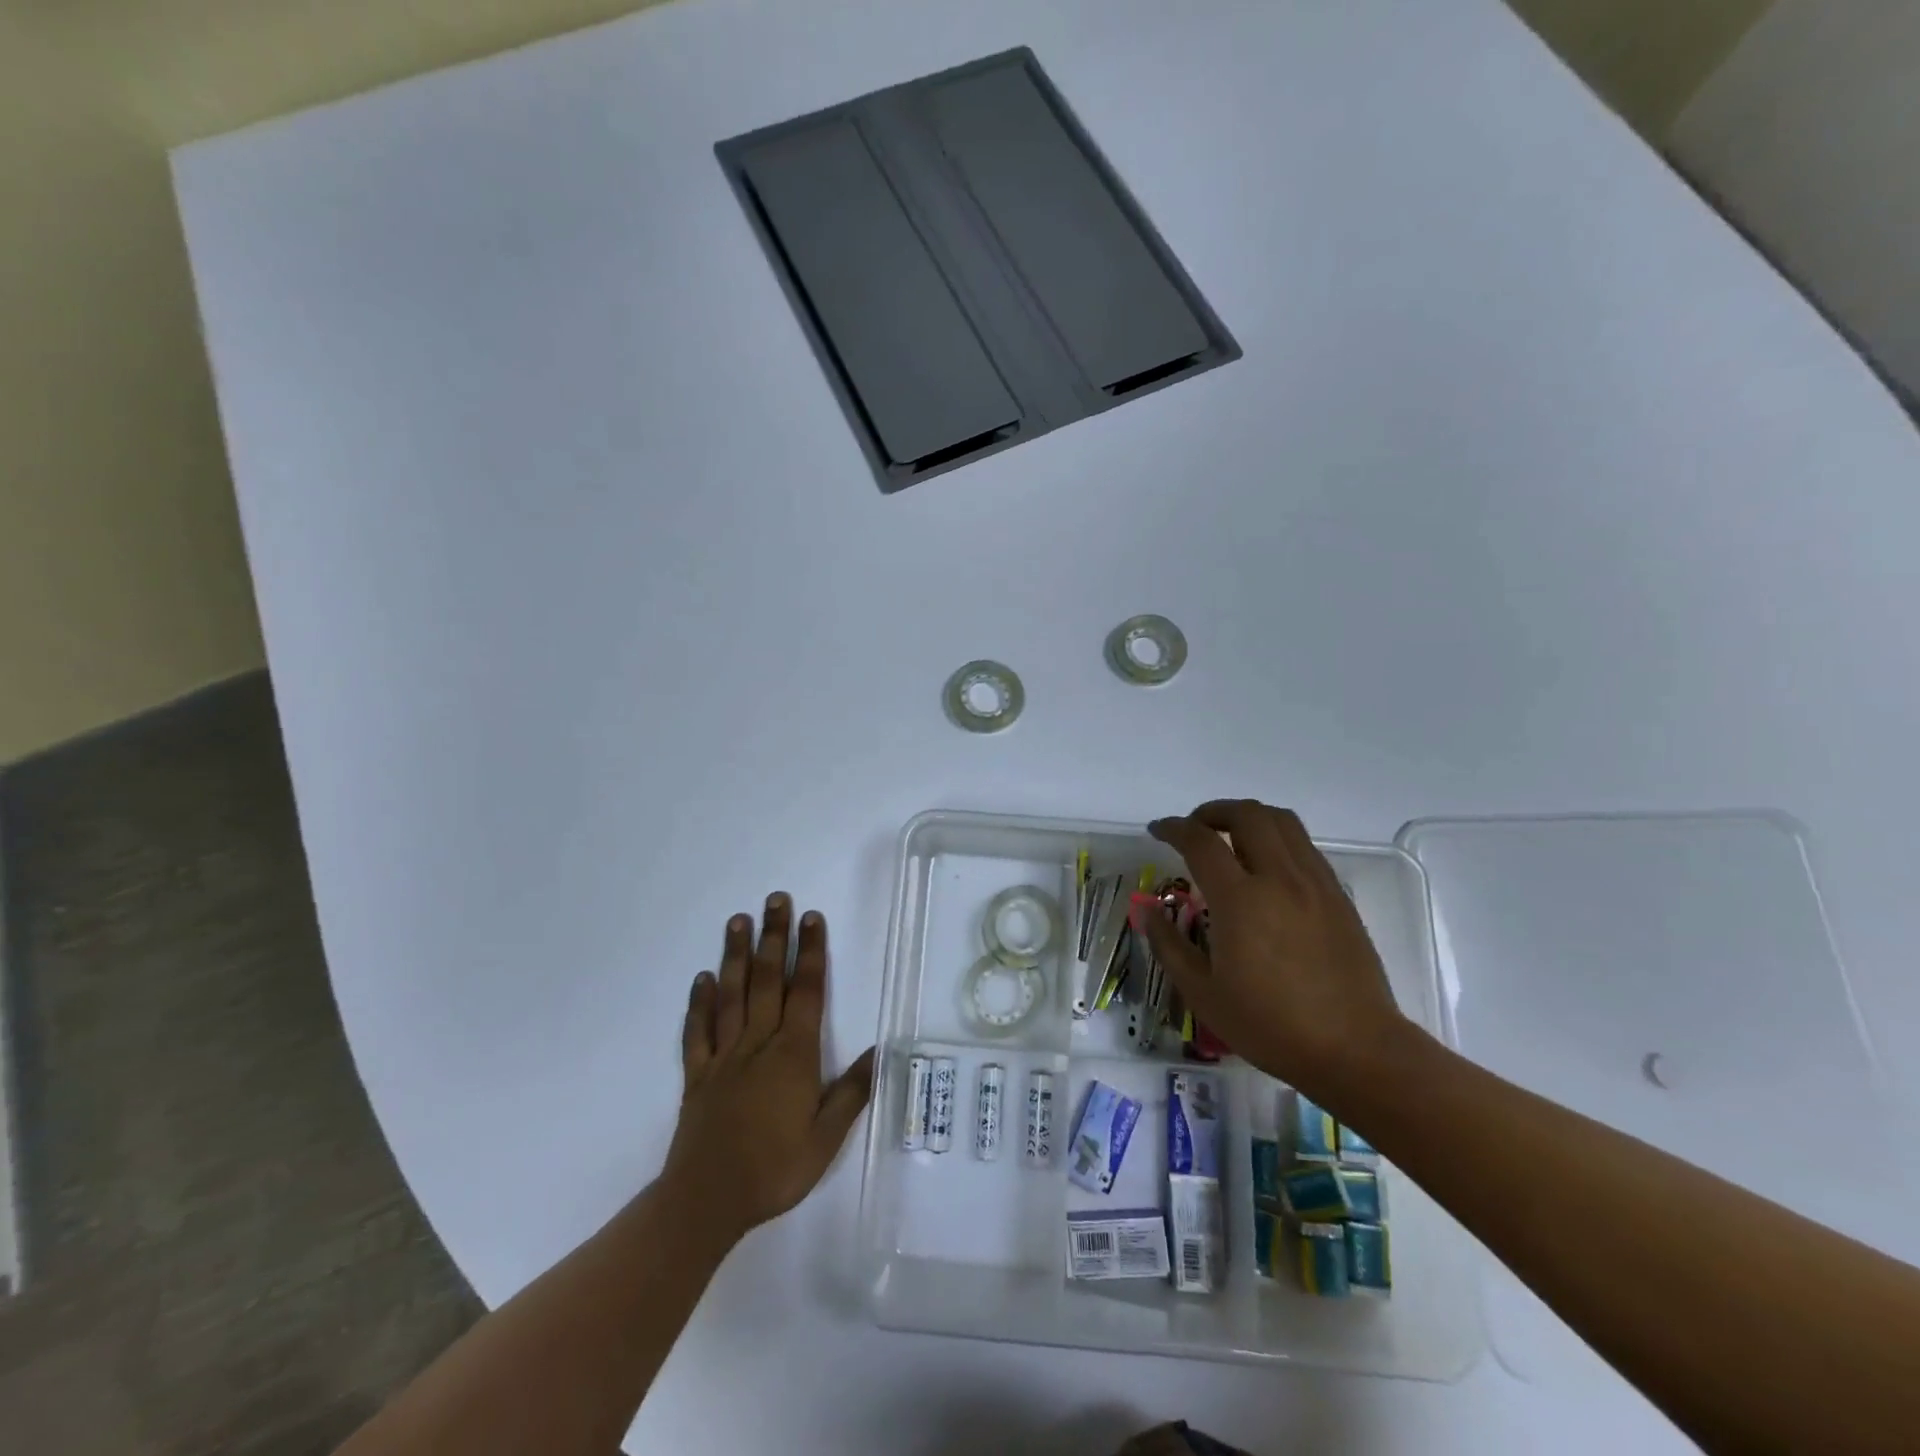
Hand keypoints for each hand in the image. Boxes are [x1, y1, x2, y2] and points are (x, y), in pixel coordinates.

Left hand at [664, 895, 874, 1240]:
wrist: (706, 1202)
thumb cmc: (774, 1170)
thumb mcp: (825, 1139)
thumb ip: (851, 1093)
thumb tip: (880, 1051)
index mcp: (793, 1055)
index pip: (806, 991)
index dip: (811, 952)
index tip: (812, 917)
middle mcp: (758, 1044)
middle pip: (768, 980)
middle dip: (775, 937)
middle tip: (776, 899)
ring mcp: (724, 1057)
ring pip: (731, 995)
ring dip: (736, 956)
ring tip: (738, 921)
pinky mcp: (697, 1075)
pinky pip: (697, 1032)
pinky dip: (699, 1003)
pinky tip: (701, 979)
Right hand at [1141, 801, 1411, 1098]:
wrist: (1356, 1049)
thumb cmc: (1271, 1026)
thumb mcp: (1203, 994)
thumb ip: (1169, 945)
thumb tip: (1149, 910)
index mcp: (1240, 900)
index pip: (1200, 841)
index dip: (1173, 828)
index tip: (1157, 831)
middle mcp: (1279, 878)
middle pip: (1246, 814)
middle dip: (1213, 811)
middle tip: (1194, 829)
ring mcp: (1314, 883)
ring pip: (1282, 821)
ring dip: (1248, 817)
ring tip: (1229, 837)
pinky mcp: (1338, 895)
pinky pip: (1304, 845)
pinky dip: (1277, 838)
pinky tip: (1266, 867)